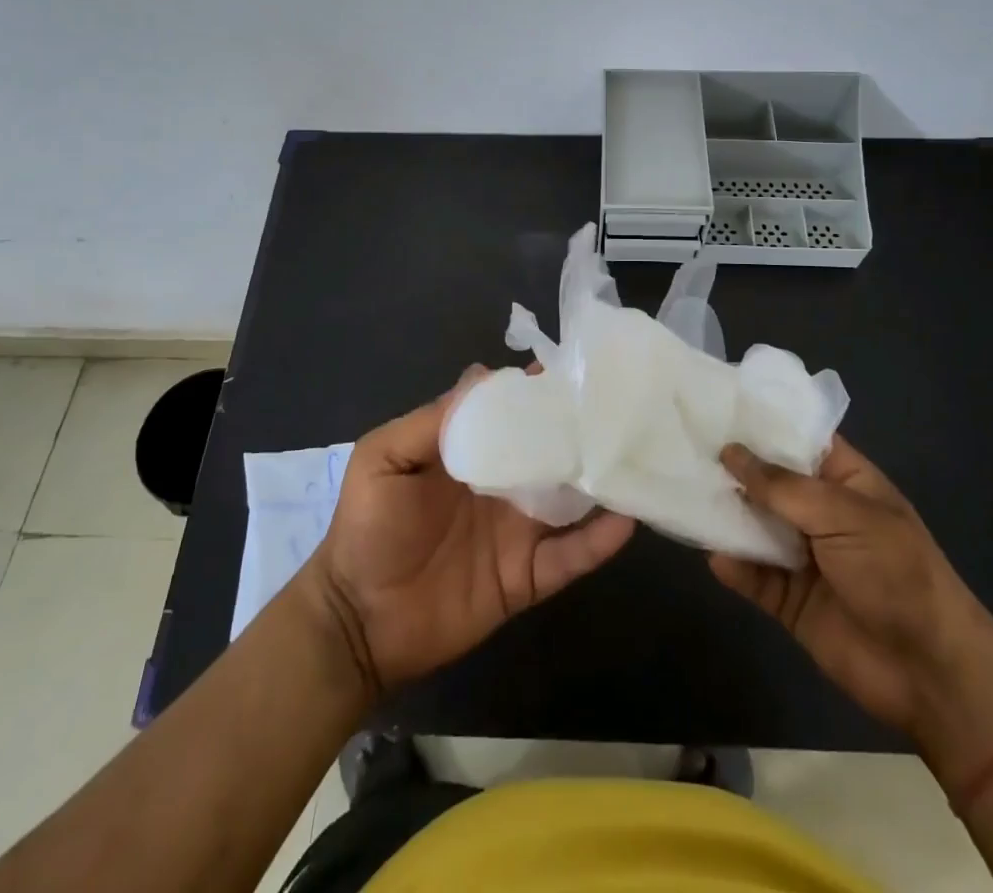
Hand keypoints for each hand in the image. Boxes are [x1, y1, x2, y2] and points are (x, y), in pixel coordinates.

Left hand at [302, 366, 634, 698]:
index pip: (512, 413)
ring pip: (570, 499)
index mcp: (470, 453)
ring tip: (635, 454)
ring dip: (598, 479)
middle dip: (580, 429)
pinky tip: (626, 520)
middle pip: (549, 451)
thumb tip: (486, 376)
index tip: (574, 369)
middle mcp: (502, 485)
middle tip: (620, 406)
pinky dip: (598, 542)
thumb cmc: (367, 529)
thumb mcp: (384, 458)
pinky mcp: (527, 577)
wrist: (357, 623)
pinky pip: (569, 557)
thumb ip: (433, 421)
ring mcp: (518, 531)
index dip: (538, 391)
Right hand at [711, 438, 992, 776]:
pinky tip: (714, 556)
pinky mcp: (790, 600)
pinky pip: (754, 576)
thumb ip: (782, 486)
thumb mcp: (843, 514)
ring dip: (726, 515)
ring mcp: (804, 557)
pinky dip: (734, 567)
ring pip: (755, 526)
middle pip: (768, 481)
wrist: (931, 673)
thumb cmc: (895, 572)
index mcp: (844, 481)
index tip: (715, 403)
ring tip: (684, 493)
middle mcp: (820, 513)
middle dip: (732, 467)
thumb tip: (730, 452)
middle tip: (682, 443)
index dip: (762, 422)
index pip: (798, 439)